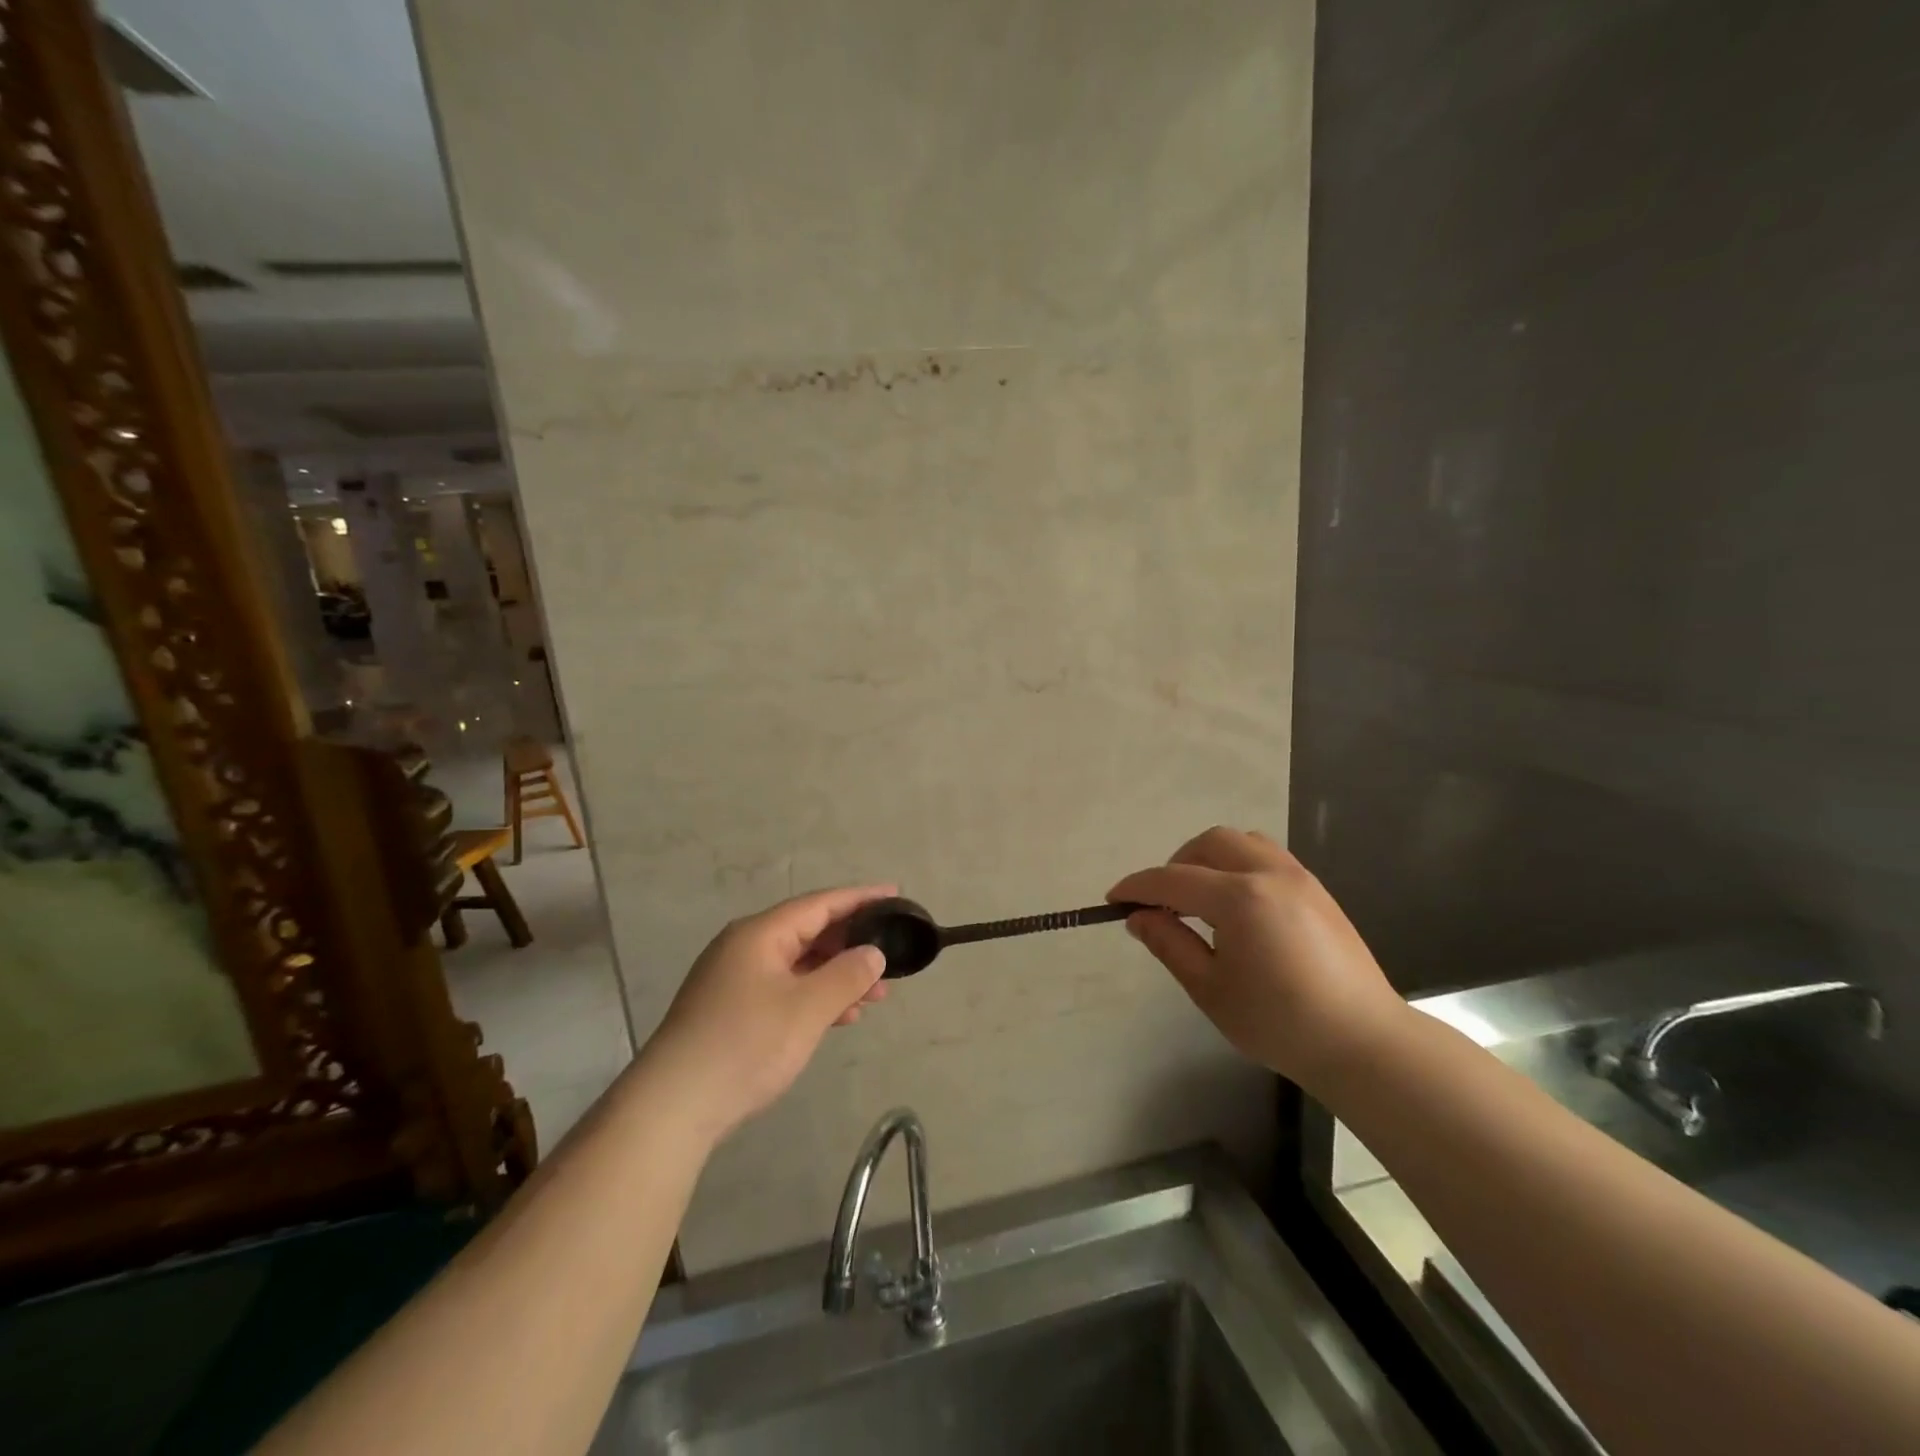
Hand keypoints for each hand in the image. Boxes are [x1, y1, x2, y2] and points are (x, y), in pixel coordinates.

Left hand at [643, 885, 895, 1139]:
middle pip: (809, 932)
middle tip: (892, 956)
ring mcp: (736, 980)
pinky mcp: (732, 1010)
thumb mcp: (807, 1009)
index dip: (860, 899)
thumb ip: (846, 975)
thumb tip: (873, 953)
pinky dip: (815, 997)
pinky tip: (840, 1016)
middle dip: (852, 945)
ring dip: (837, 976)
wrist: (673, 1108)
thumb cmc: (745, 1045)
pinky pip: (785, 989)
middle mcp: (746, 948)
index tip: (895, 895)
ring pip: (799, 965)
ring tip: (876, 995)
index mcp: (760, 934)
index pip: (820, 904)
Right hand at [1109, 828, 1406, 1093]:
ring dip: (1210, 859)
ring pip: (1242, 842)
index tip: (1114, 900)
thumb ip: (1169, 944)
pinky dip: (1239, 866)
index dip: (1138, 887)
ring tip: (1200, 899)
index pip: (1172, 880)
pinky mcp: (1317, 891)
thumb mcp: (1210, 989)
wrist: (1363, 1043)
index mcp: (1239, 899)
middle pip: (1209, 844)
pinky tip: (1238, 907)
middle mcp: (1269, 874)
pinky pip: (1267, 857)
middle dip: (1176, 864)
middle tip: (1163, 902)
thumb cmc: (1279, 1023)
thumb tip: (1139, 917)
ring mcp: (1299, 878)